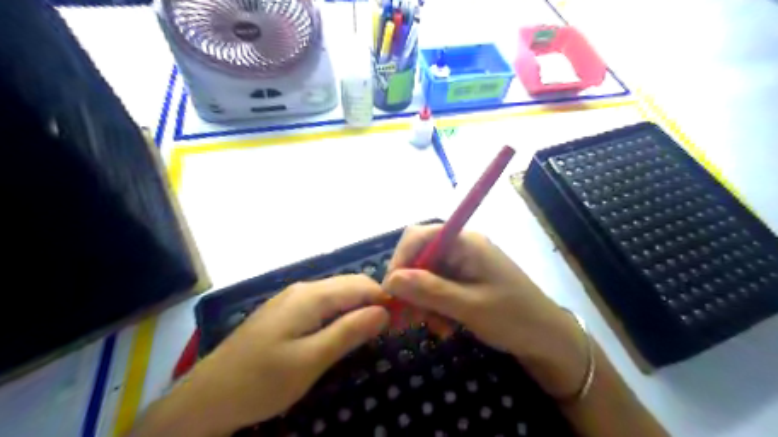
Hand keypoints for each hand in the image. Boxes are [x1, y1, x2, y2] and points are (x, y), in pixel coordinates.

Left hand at [164, 275, 388, 434]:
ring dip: (358, 309)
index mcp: (311, 296)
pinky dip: (341, 315)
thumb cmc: (261, 381)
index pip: (361, 284)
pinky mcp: (286, 313)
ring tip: (373, 332)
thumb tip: (384, 311)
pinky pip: (323, 306)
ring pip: (337, 295)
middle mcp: (303, 289)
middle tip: (392, 328)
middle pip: (350, 286)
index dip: (385, 298)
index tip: (404, 319)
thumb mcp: (311, 360)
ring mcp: (292, 299)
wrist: (206, 399)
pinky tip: (344, 332)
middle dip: (374, 302)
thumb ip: (349, 332)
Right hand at [382, 225, 590, 398]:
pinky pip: (437, 288)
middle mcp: (461, 247)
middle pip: (419, 257)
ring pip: (425, 276)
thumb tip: (390, 280)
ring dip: (422, 302)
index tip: (390, 291)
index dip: (399, 260)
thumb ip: (429, 291)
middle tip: (407, 318)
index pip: (418, 236)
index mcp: (465, 242)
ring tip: (433, 327)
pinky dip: (434, 307)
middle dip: (410, 287)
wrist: (549, 340)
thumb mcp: (469, 307)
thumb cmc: (514, 319)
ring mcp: (463, 264)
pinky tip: (444, 327)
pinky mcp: (465, 280)